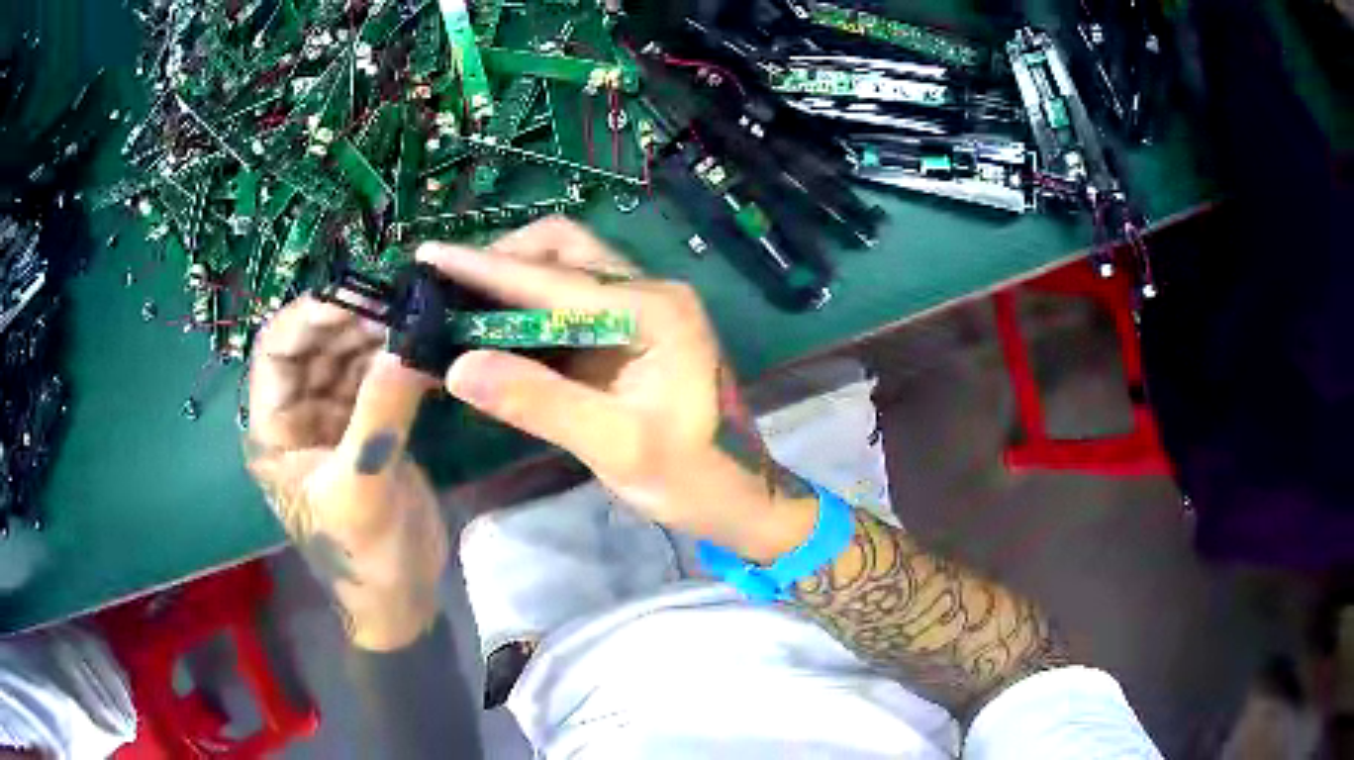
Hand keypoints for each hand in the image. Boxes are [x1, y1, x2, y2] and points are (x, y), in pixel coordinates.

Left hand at [245, 297, 447, 649]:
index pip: (275, 352)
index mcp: (273, 431)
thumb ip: (378, 416)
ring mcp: (331, 419)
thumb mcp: (362, 490)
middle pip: (314, 346)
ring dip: (376, 335)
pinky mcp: (364, 427)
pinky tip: (422, 346)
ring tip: (415, 318)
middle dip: (350, 319)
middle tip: (399, 302)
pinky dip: (396, 359)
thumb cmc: (362, 557)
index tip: (357, 294)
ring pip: (346, 357)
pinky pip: (374, 378)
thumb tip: (407, 343)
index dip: (309, 317)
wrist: (399, 597)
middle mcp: (296, 416)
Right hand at [418, 218, 815, 561]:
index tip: (430, 255)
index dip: (485, 268)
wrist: (742, 496)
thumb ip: (539, 403)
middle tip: (447, 287)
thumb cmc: (693, 477)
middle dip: (503, 260)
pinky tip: (496, 326)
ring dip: (514, 278)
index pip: (553, 280)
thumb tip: (458, 367)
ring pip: (566, 268)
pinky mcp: (631, 331)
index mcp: (654, 310)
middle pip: (563, 250)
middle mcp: (649, 293)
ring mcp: (642, 309)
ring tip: (460, 301)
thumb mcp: (617, 447)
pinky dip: (529, 306)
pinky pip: (571, 301)